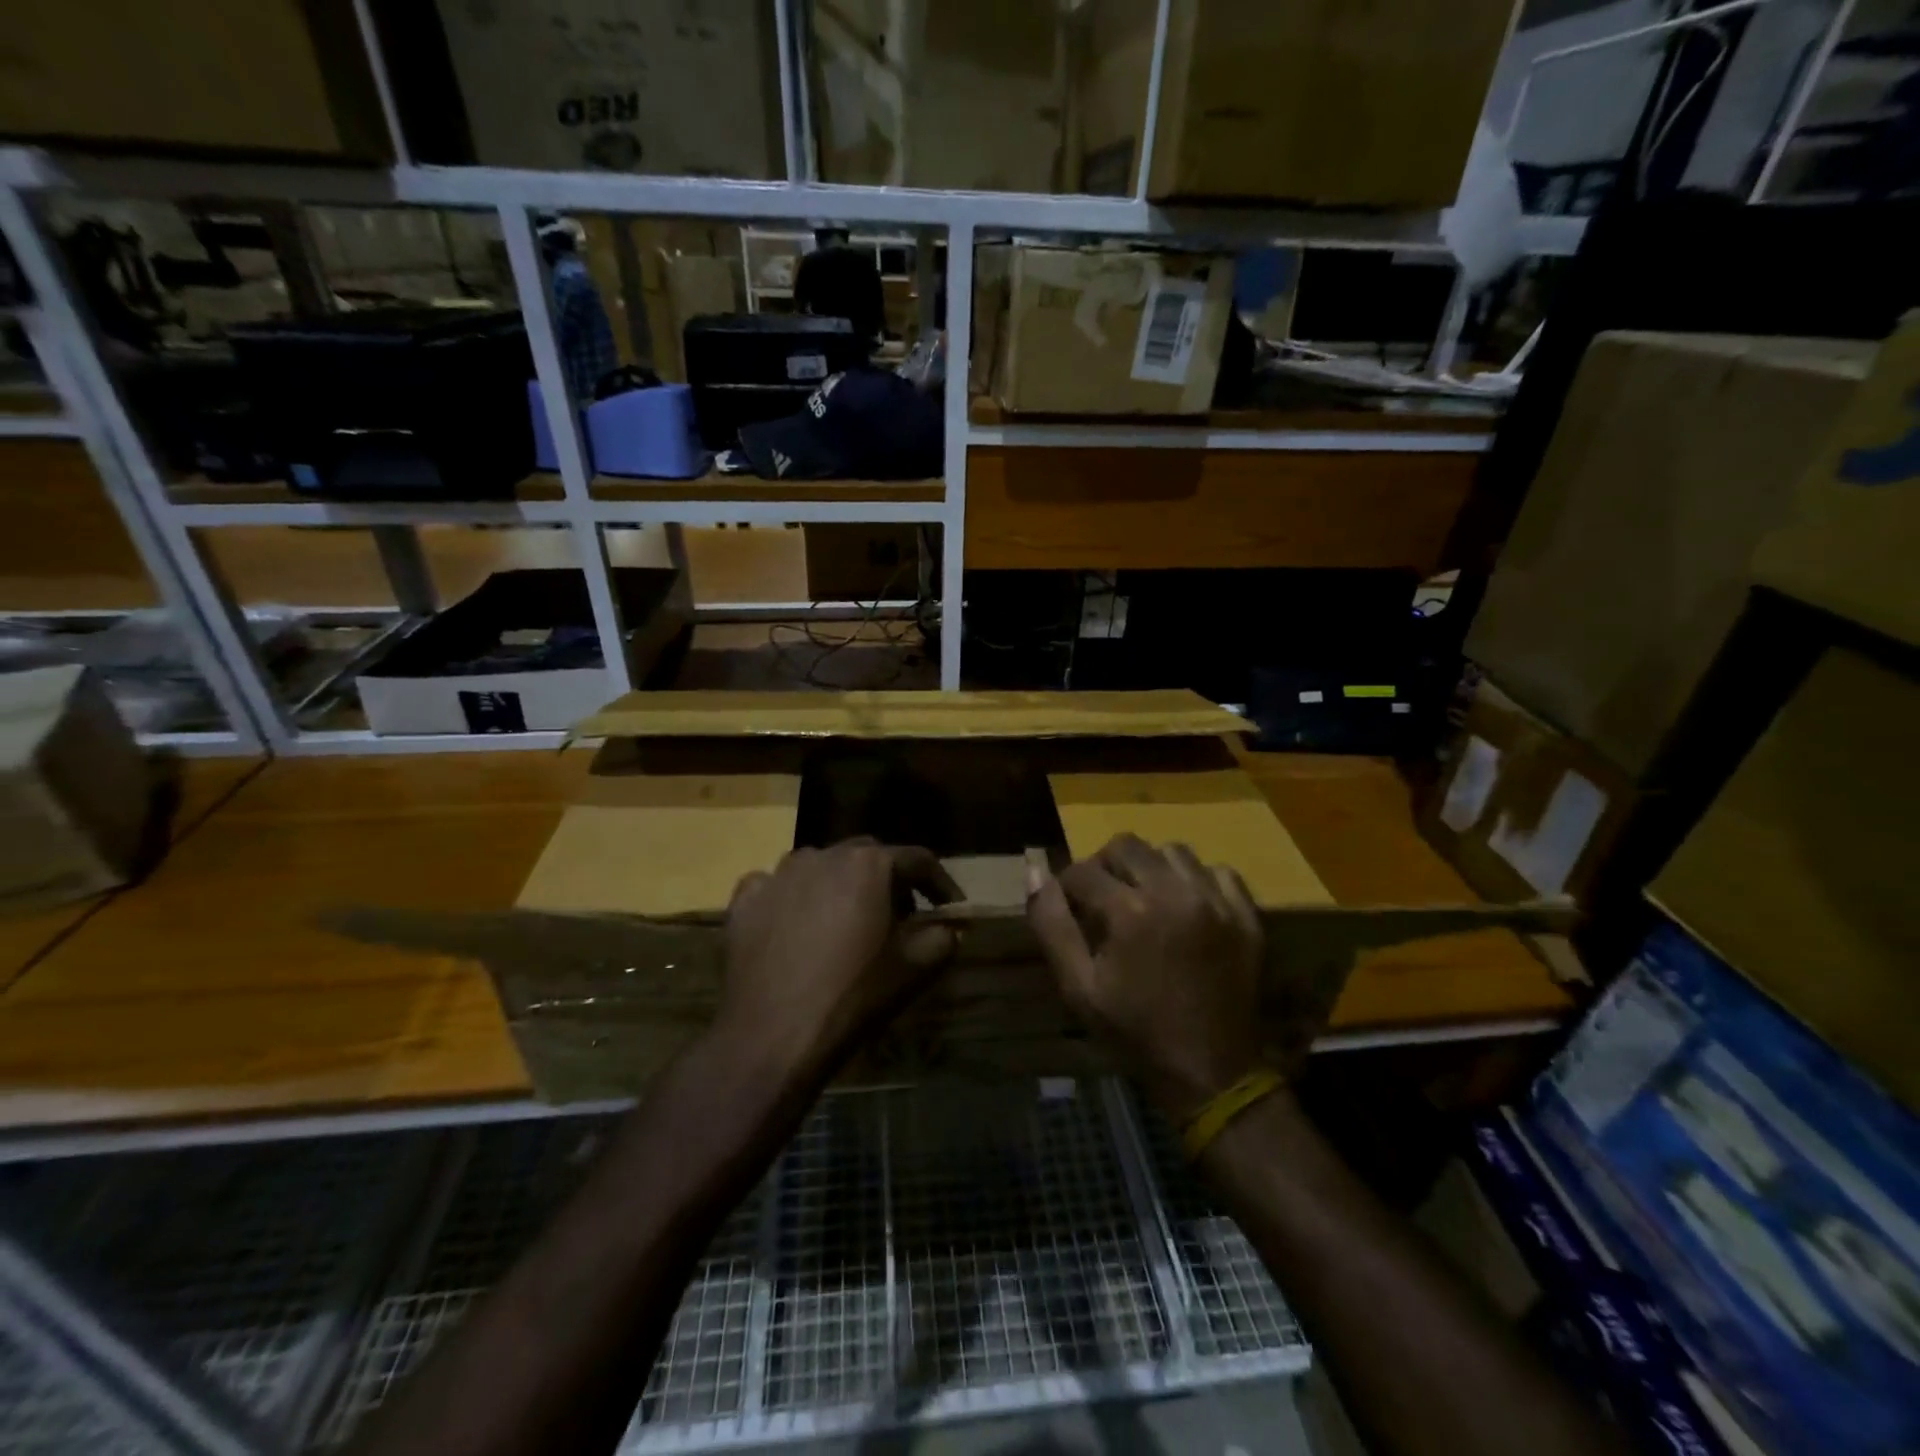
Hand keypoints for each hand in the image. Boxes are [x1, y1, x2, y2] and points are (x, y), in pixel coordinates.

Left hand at [721, 838, 959, 1080]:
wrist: (774, 1035)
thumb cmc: (854, 995)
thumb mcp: (915, 968)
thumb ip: (942, 938)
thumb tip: (948, 928)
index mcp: (868, 863)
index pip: (917, 860)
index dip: (940, 883)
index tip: (950, 906)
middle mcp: (822, 854)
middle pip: (866, 856)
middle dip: (888, 880)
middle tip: (898, 916)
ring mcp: (777, 874)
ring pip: (819, 867)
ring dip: (839, 886)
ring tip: (844, 921)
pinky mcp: (745, 899)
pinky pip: (776, 887)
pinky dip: (792, 900)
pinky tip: (794, 927)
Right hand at [1028, 834, 1267, 1121]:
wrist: (1211, 1073)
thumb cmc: (1136, 1032)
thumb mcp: (1078, 988)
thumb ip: (1052, 926)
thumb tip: (1035, 874)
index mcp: (1131, 911)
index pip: (1082, 871)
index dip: (1067, 887)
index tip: (1070, 909)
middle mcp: (1175, 892)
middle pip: (1126, 845)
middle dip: (1105, 866)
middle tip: (1104, 900)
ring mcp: (1216, 901)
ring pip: (1173, 851)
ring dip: (1150, 867)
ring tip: (1145, 899)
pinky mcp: (1246, 915)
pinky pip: (1219, 871)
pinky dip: (1198, 879)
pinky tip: (1187, 906)